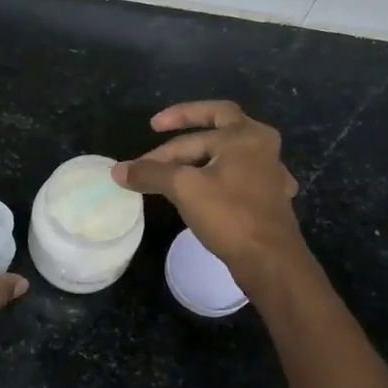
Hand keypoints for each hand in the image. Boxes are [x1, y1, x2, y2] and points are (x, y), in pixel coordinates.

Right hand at [112, 101, 305, 293]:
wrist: (270, 261)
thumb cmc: (229, 214)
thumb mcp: (183, 188)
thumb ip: (150, 173)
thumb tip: (117, 171)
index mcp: (245, 135)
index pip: (197, 126)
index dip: (167, 131)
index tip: (147, 135)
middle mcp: (262, 147)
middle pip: (215, 132)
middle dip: (183, 141)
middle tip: (157, 146)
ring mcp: (269, 174)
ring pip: (226, 156)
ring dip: (199, 161)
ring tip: (175, 172)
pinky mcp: (268, 199)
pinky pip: (236, 178)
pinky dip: (216, 180)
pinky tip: (208, 190)